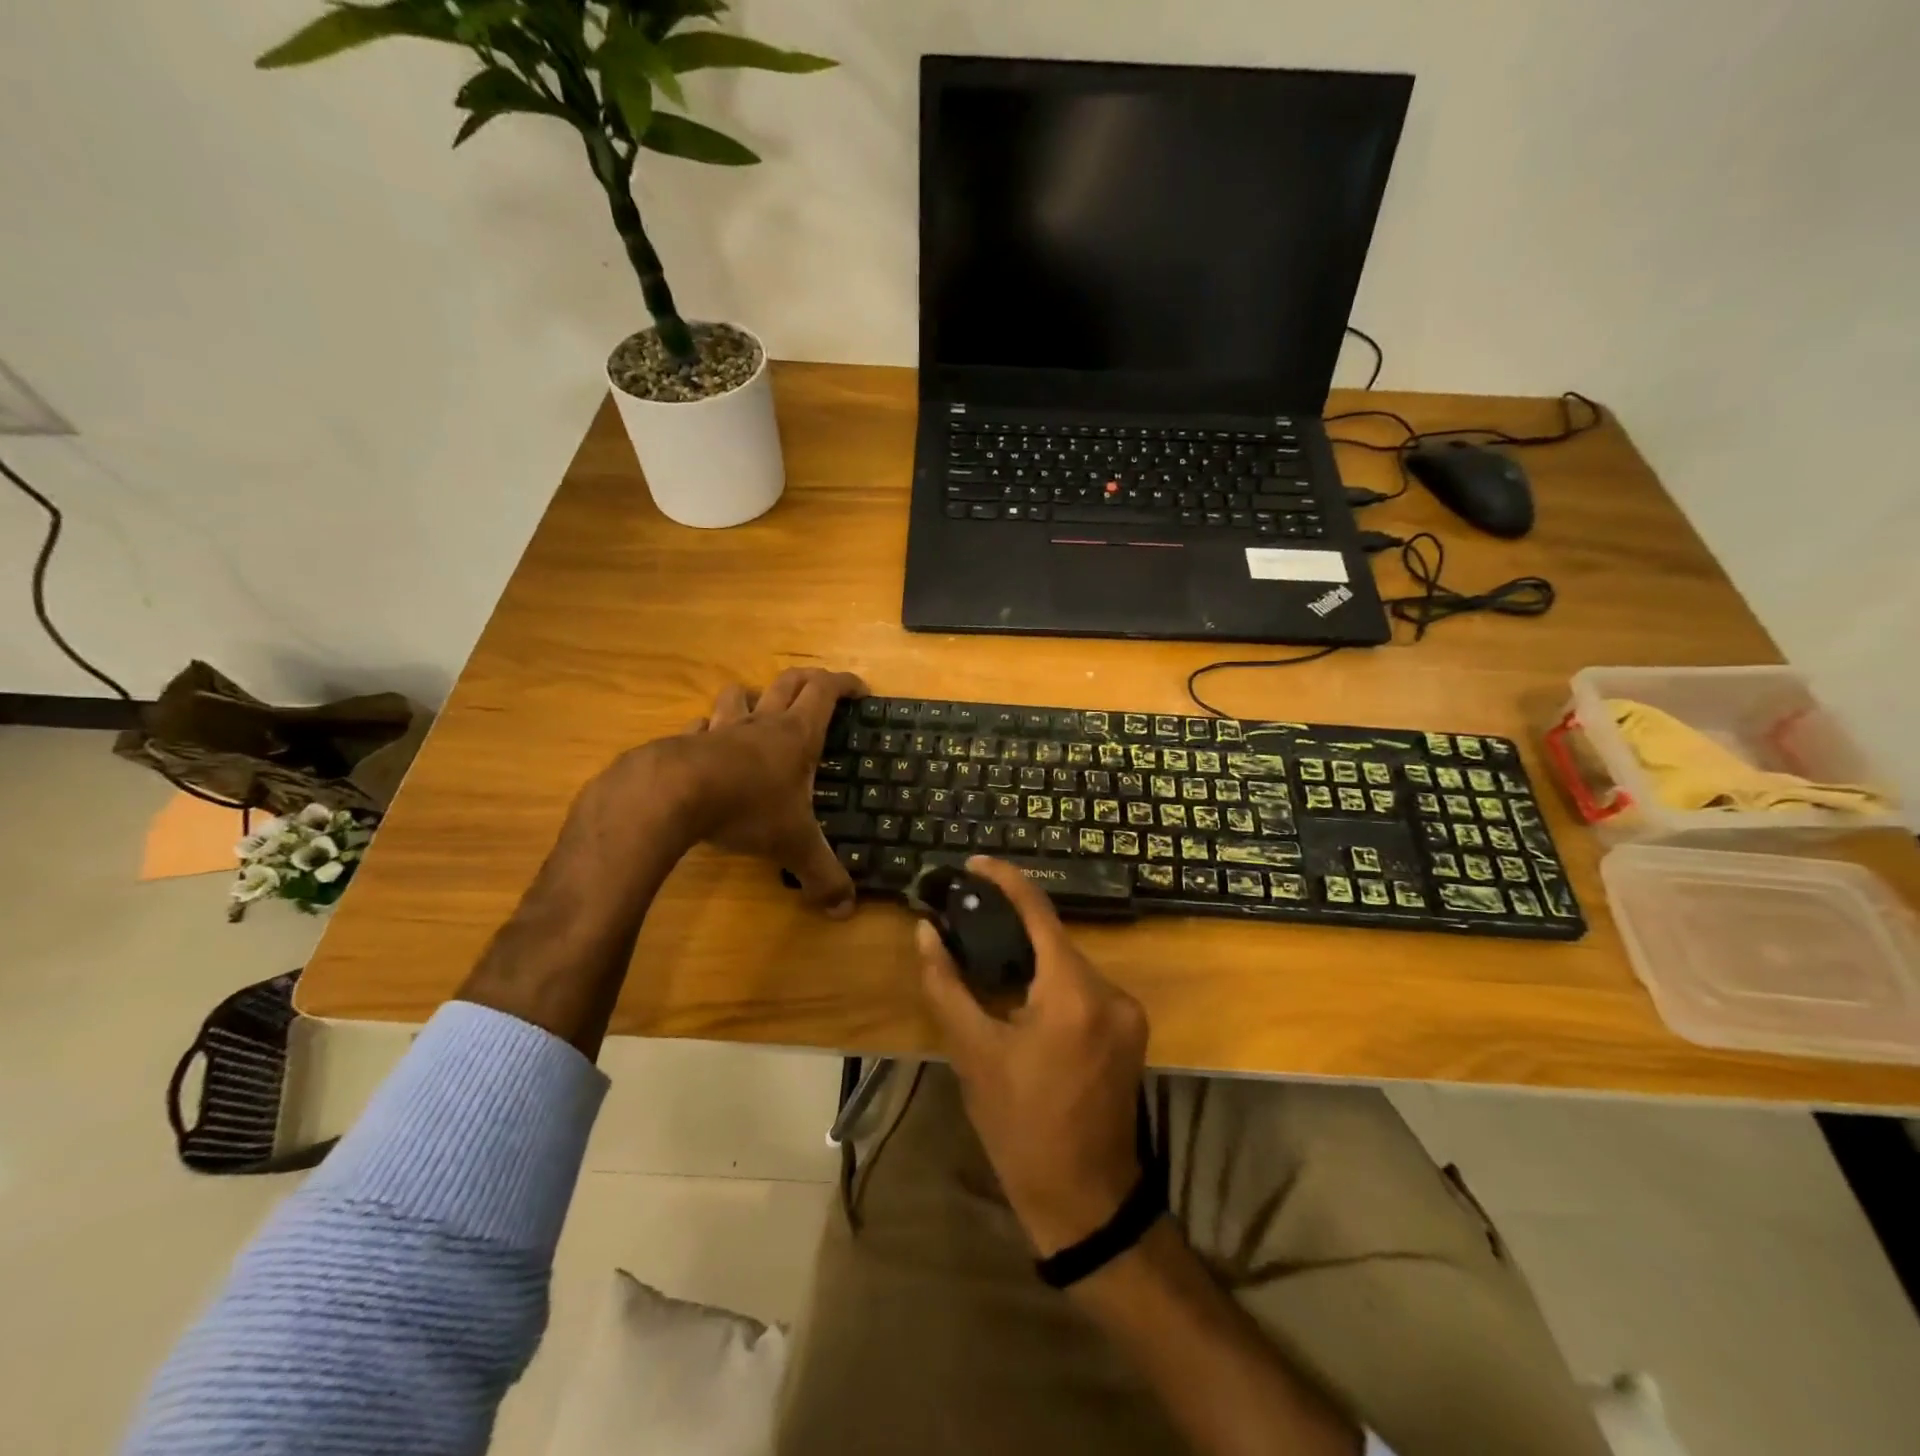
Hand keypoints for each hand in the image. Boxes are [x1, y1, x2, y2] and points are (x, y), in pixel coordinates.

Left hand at [597, 667, 866, 915]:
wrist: (670, 795)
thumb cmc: (746, 808)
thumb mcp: (793, 845)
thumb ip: (822, 875)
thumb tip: (846, 911)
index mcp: (796, 735)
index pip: (825, 691)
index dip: (845, 684)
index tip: (860, 690)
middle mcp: (761, 722)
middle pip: (787, 682)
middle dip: (807, 680)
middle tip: (819, 691)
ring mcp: (721, 729)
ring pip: (738, 694)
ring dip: (751, 697)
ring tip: (757, 713)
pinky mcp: (685, 742)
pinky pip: (700, 726)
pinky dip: (708, 731)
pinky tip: (707, 747)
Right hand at [917, 857, 1149, 1255]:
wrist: (1085, 1200)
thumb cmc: (1021, 1128)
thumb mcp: (973, 1055)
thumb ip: (946, 986)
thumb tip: (926, 932)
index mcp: (1074, 992)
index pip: (1039, 912)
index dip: (1005, 880)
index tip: (974, 864)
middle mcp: (1111, 990)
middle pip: (1054, 939)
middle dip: (1011, 925)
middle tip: (965, 918)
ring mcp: (1128, 1011)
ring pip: (1068, 963)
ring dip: (1030, 956)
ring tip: (984, 956)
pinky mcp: (1130, 1030)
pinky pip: (1083, 986)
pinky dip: (1050, 981)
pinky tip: (1019, 994)